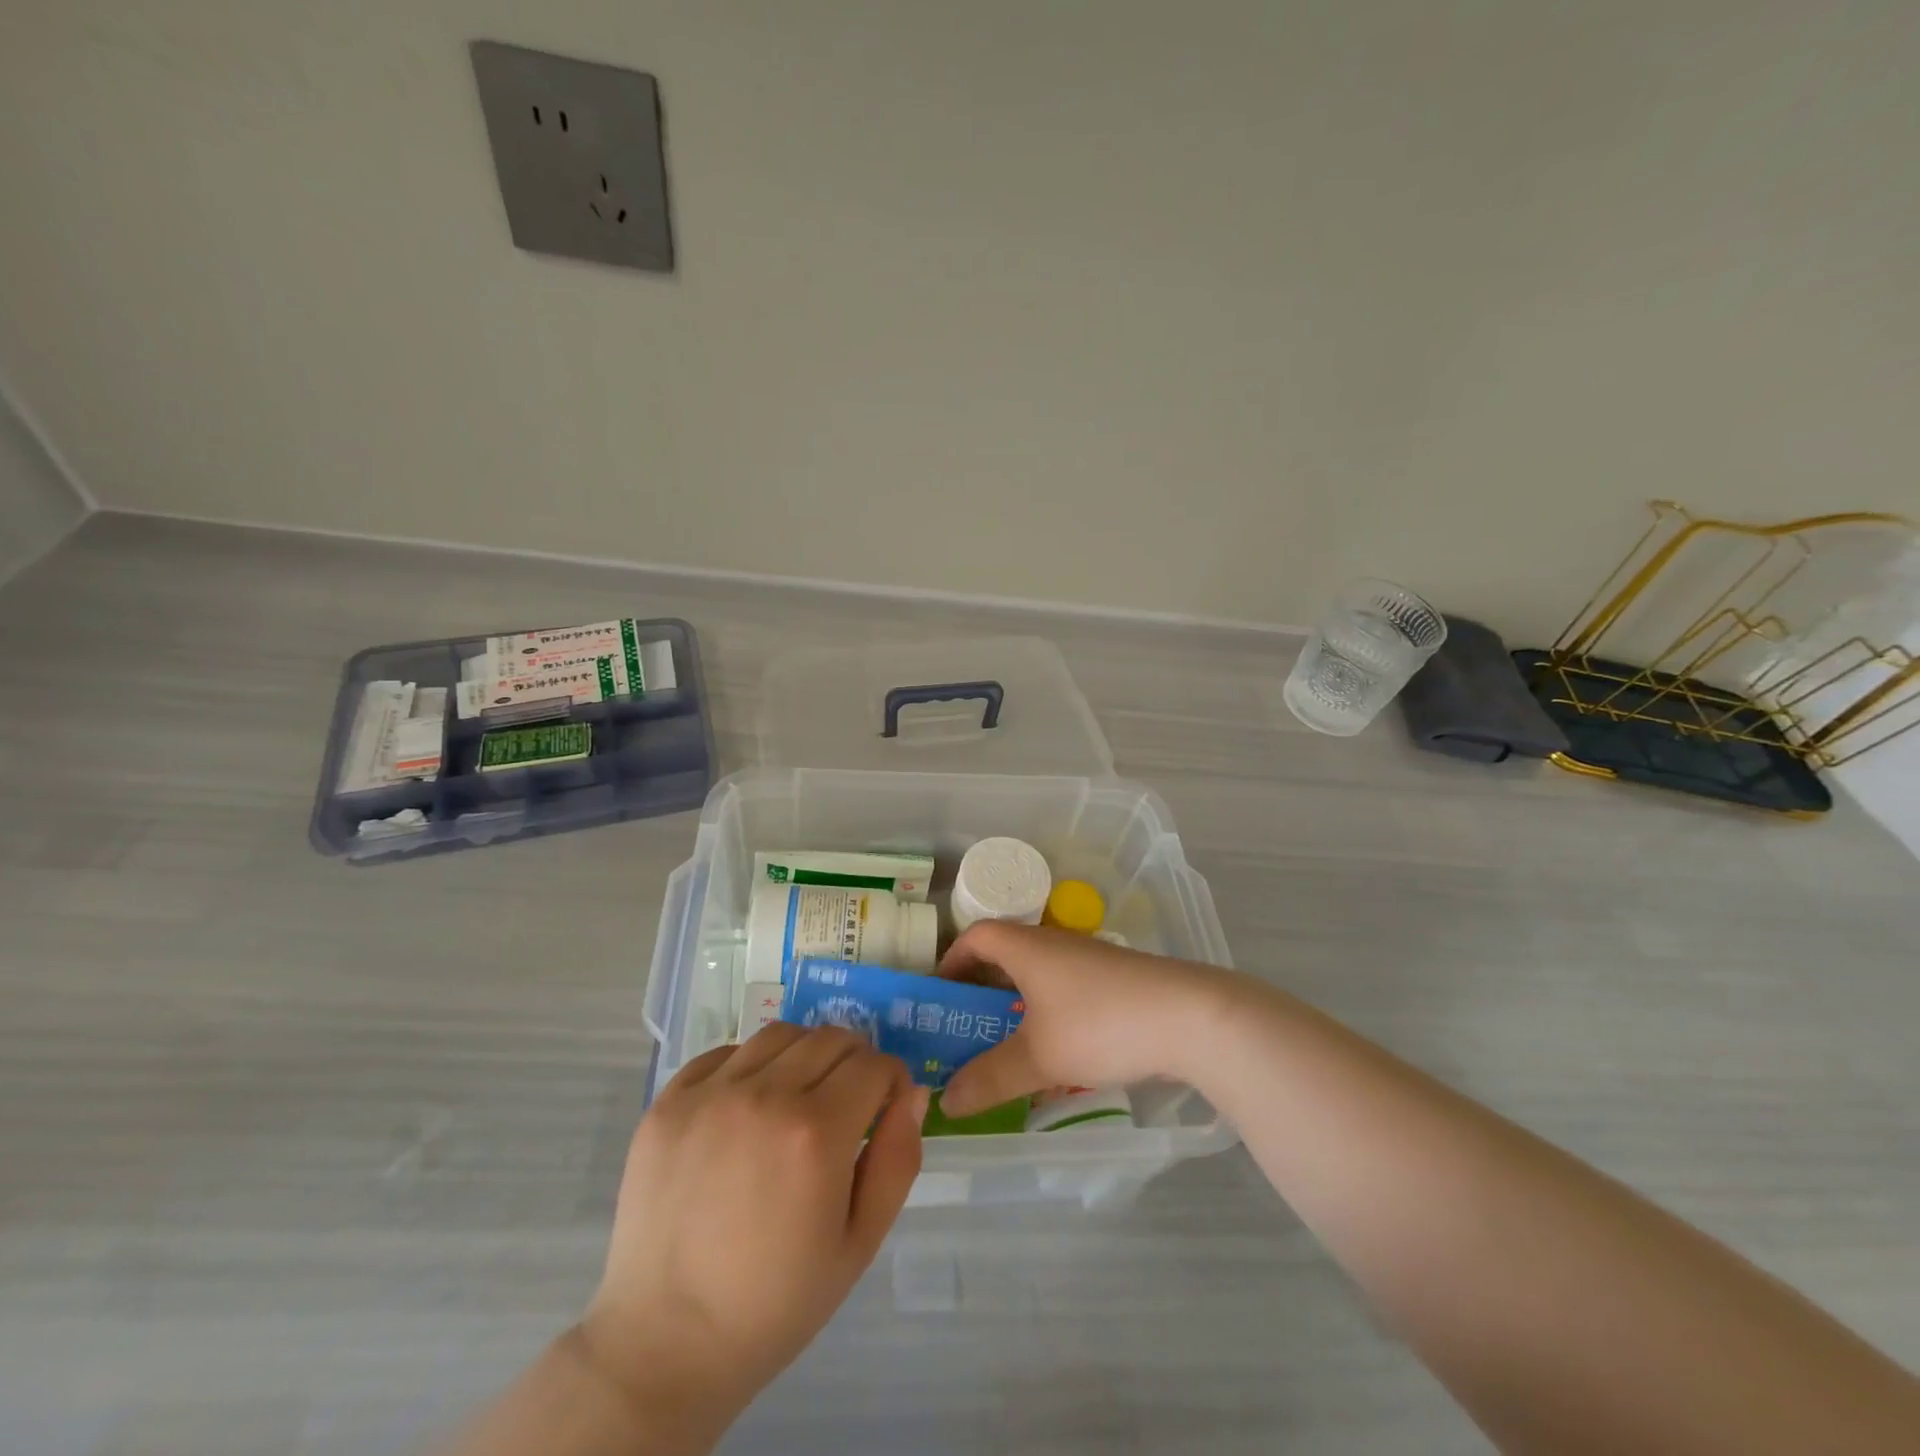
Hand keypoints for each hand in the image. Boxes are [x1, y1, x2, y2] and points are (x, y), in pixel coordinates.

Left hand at [577, 1025, 927, 1438]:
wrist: (665, 1344)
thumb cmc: (774, 1303)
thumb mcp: (859, 1244)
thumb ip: (896, 1160)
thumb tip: (911, 1094)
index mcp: (816, 1132)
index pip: (874, 1065)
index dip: (891, 1081)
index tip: (885, 1107)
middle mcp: (765, 1094)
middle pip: (831, 1038)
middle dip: (854, 1062)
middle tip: (847, 1103)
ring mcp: (710, 1093)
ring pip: (780, 1034)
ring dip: (803, 1054)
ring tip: (797, 1097)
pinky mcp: (669, 1101)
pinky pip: (724, 1053)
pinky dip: (748, 1066)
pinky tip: (747, 1108)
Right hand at [935, 922, 1239, 1117]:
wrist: (1190, 1017)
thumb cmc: (1100, 1025)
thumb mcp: (1039, 1057)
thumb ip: (990, 1078)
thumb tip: (946, 1101)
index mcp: (1028, 948)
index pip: (977, 935)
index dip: (952, 959)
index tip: (940, 995)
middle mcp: (1055, 945)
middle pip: (1005, 955)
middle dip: (981, 991)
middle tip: (965, 1031)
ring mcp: (1089, 961)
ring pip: (1038, 977)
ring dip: (1016, 1006)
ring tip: (1005, 1049)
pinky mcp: (1115, 981)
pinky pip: (1065, 991)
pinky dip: (1048, 1014)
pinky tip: (1057, 1054)